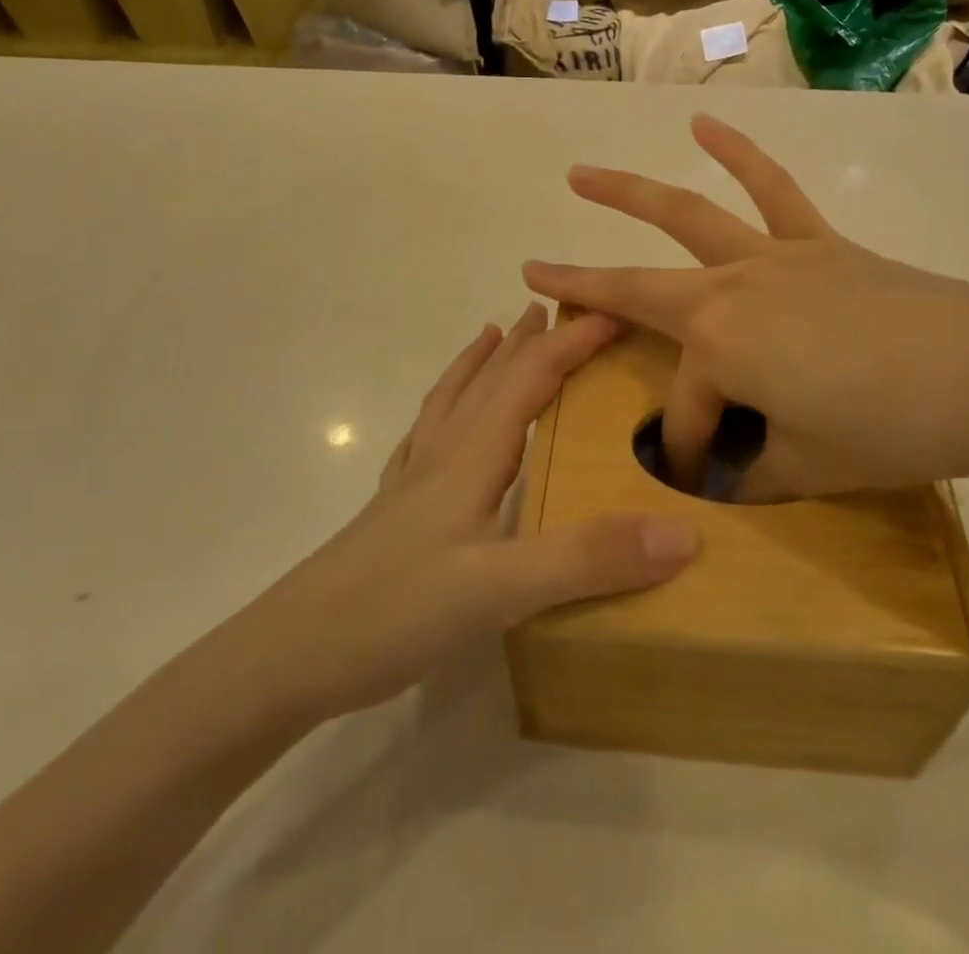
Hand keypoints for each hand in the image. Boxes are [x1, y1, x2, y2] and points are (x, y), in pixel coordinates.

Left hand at [256, 306, 697, 721]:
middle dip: (528, 340)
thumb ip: (587, 558)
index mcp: (471, 456)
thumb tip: (682, 532)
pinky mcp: (394, 514)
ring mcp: (412, 484)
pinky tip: (440, 423)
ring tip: (494, 334)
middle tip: (559, 308)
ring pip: (453, 402)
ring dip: (481, 362)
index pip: (530, 377)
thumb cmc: (390, 613)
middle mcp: (442, 456)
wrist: (285, 660)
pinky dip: (444, 409)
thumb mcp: (499, 590)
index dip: (573, 342)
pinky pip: (427, 439)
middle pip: (490, 378)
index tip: (617, 313)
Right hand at [523, 116, 968, 503]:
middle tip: (533, 268)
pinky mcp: (817, 242)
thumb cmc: (891, 428)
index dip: (687, 449)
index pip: (685, 409)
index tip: (701, 477)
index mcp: (720, 349)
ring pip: (686, 216)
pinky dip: (739, 155)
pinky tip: (706, 126)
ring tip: (582, 175)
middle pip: (638, 288)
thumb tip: (733, 469)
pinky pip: (772, 190)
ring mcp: (772, 257)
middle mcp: (730, 290)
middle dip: (580, 283)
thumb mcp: (808, 467)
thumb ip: (755, 468)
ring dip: (628, 193)